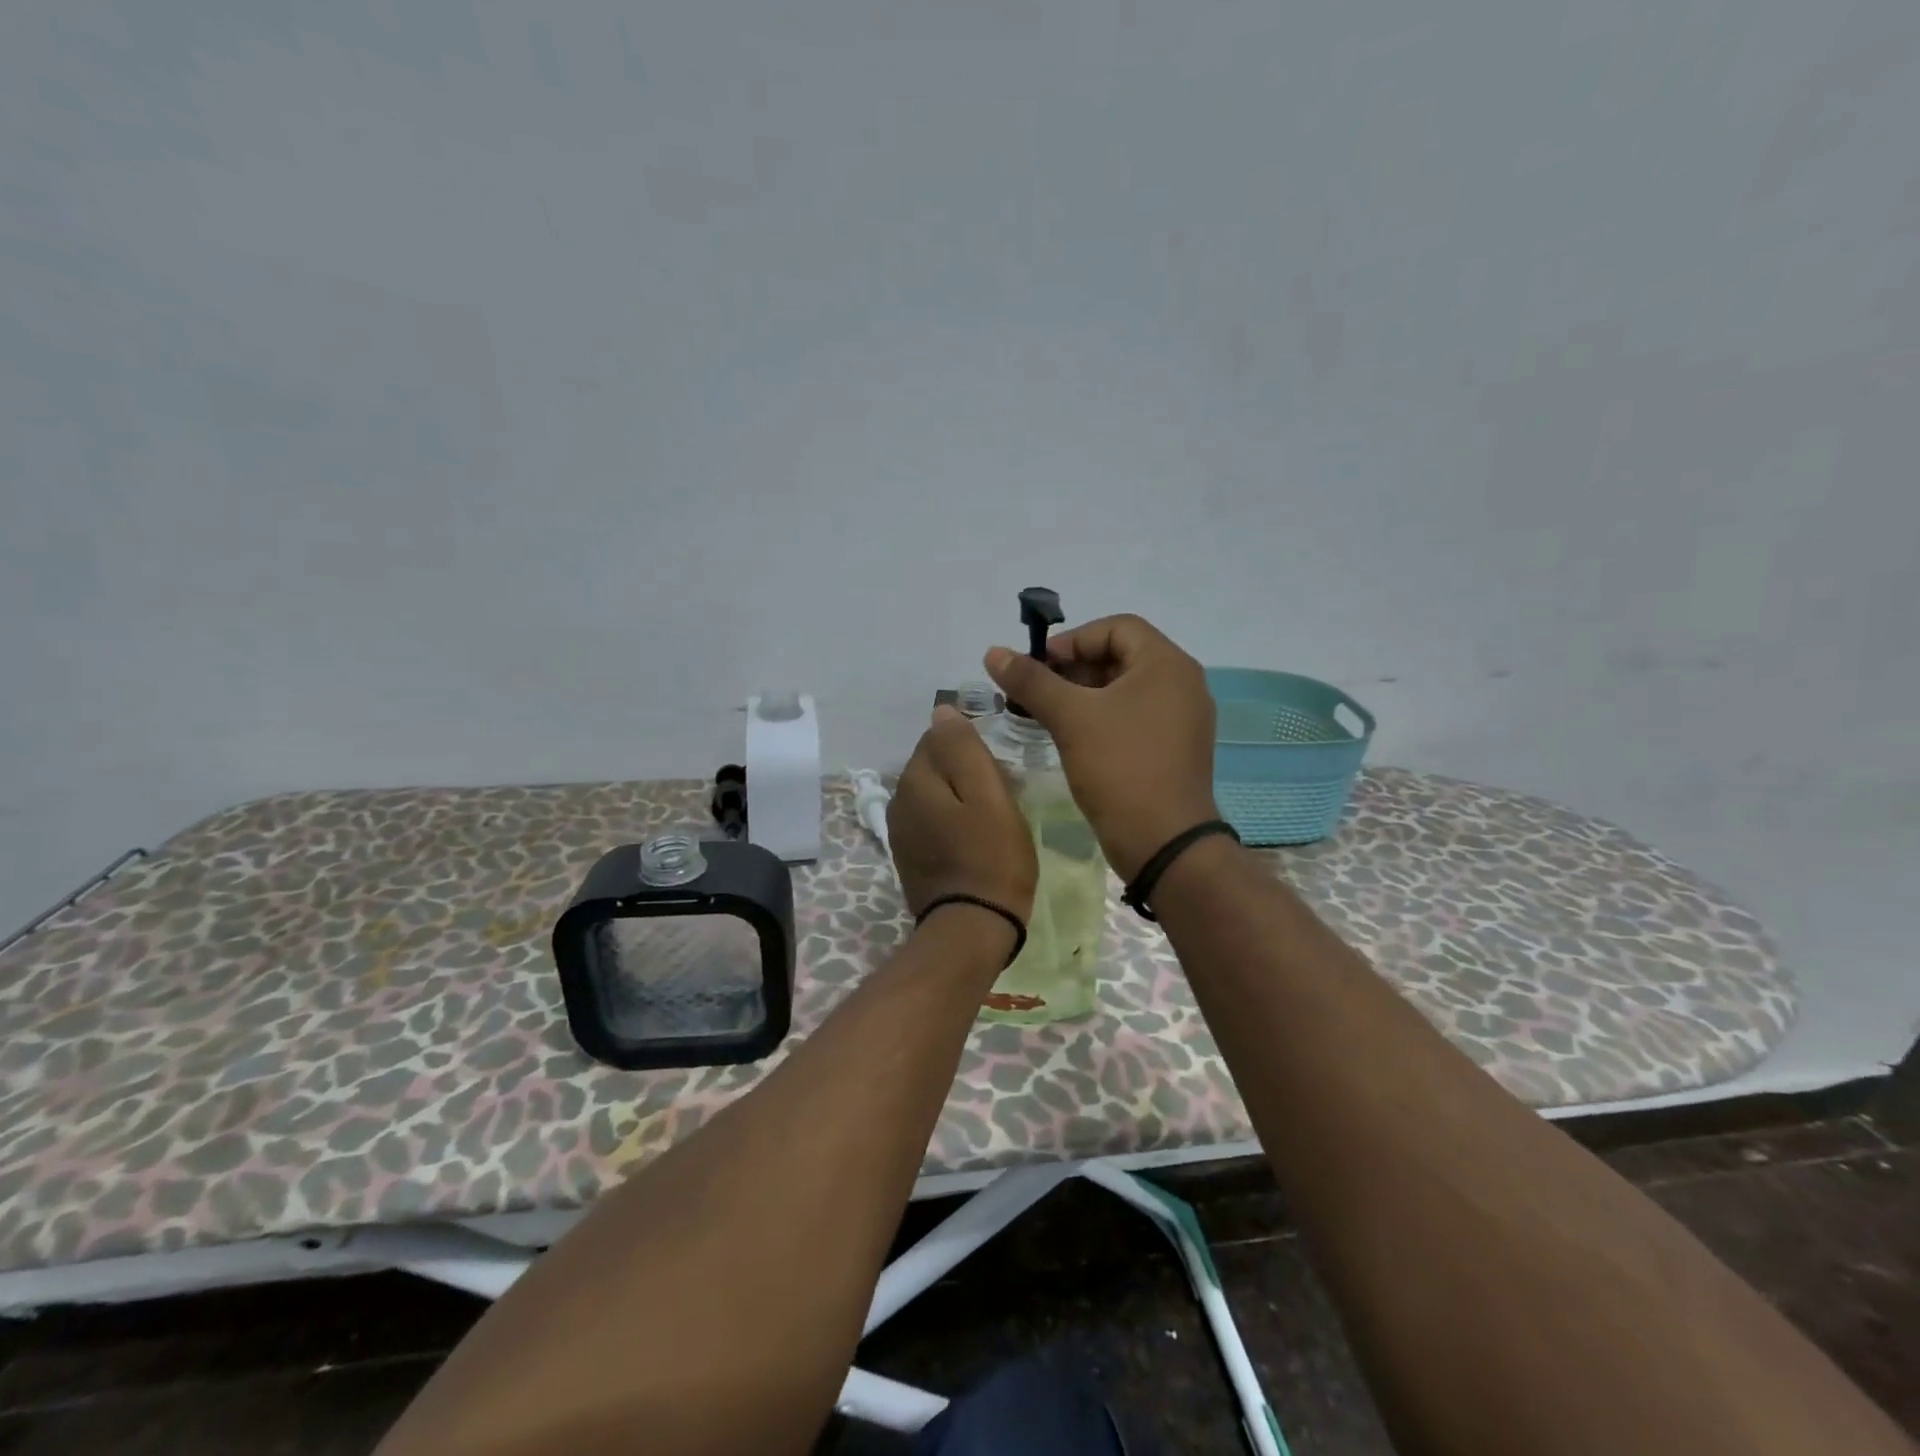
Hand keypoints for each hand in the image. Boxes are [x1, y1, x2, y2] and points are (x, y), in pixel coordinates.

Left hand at [888, 705, 1037, 925]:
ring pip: (932, 795)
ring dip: (958, 798)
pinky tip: (973, 840)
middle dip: (964, 771)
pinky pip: (931, 822)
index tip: (1000, 771)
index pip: (938, 737)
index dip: (972, 747)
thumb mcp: (988, 795)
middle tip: (1002, 794)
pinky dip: (950, 822)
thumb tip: (942, 711)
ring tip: (991, 818)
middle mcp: (897, 801)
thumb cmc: (991, 857)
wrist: (971, 928)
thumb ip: (964, 748)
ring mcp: (899, 832)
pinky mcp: (908, 857)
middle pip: (934, 766)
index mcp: (914, 780)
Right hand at [984, 615, 1218, 880]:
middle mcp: (1182, 683)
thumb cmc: (1120, 768)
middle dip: (1073, 669)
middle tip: (1036, 693)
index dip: (1072, 641)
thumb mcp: (1071, 719)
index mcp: (1167, 664)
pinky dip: (1102, 718)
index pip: (1117, 627)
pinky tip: (1073, 738)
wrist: (1164, 843)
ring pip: (1125, 689)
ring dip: (1083, 695)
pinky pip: (1134, 716)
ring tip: (1046, 715)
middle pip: (1121, 656)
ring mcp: (1182, 718)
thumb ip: (1032, 681)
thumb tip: (993, 652)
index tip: (1039, 668)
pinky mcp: (1175, 747)